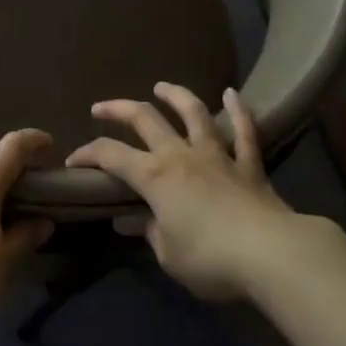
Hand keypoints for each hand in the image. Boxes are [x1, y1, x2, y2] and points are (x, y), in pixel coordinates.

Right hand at [66, 84, 300, 300]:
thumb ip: (149, 233)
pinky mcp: (249, 165)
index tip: (73, 162)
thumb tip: (131, 221)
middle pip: (145, 119)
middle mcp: (180, 155)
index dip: (88, 154)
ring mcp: (217, 155)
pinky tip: (233, 94)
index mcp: (154, 176)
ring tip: (161, 87)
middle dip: (119, 109)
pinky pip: (244, 132)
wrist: (272, 255)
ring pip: (193, 113)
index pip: (110, 155)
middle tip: (101, 108)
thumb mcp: (169, 255)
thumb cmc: (211, 259)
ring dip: (175, 95)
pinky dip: (238, 111)